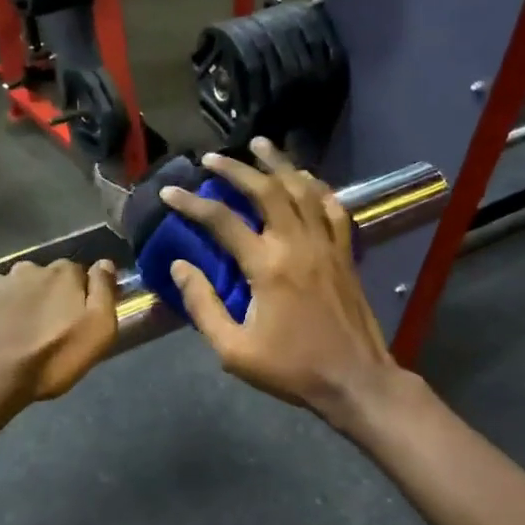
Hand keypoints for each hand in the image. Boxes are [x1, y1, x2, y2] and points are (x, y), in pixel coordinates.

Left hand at [0, 258, 121, 416]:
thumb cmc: (48, 359)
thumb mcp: (97, 332)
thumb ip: (104, 293)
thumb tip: (105, 264)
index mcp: (61, 274)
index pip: (77, 273)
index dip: (78, 295)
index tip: (75, 318)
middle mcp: (26, 269)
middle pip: (42, 278)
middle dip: (45, 297)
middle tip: (43, 330)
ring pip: (10, 289)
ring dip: (14, 305)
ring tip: (11, 336)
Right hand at [161, 138, 400, 425]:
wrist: (355, 380)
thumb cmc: (291, 368)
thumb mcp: (234, 349)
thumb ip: (203, 305)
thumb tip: (180, 267)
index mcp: (266, 266)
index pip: (221, 221)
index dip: (191, 202)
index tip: (169, 190)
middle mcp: (296, 244)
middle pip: (265, 190)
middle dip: (235, 168)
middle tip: (212, 157)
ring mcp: (326, 245)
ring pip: (302, 189)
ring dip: (279, 164)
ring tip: (260, 145)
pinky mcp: (345, 253)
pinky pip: (332, 208)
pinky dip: (318, 187)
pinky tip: (306, 178)